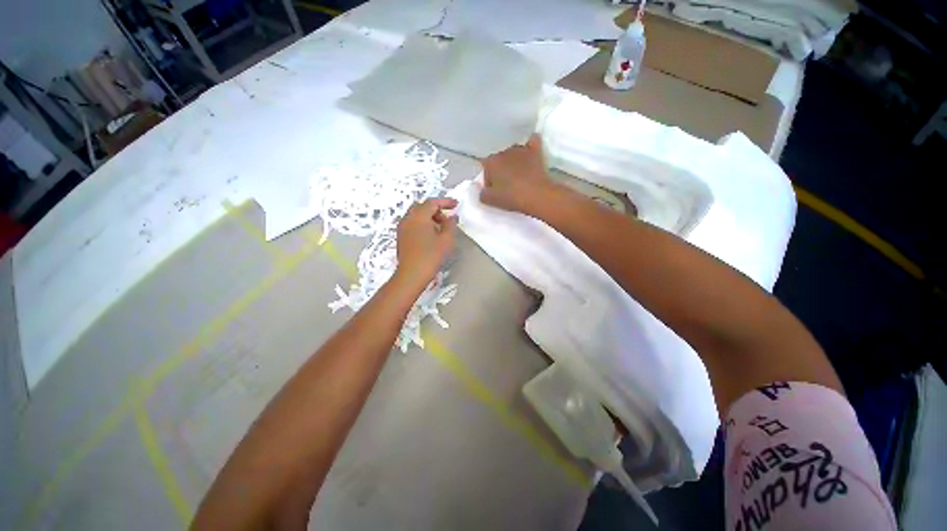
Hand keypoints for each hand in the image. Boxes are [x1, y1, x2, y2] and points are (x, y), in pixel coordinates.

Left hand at [394, 198, 457, 289]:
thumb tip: (452, 217)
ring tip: (440, 229)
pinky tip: (430, 235)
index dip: (445, 202)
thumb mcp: (446, 240)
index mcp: (419, 216)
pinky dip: (422, 224)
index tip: (456, 204)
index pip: (432, 202)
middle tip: (447, 219)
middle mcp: (408, 218)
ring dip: (429, 217)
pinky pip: (412, 223)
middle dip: (436, 209)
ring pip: (416, 215)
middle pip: (422, 206)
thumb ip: (450, 225)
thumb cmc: (431, 256)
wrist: (412, 274)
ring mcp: (402, 227)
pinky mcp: (401, 236)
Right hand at [481, 134, 558, 214]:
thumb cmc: (511, 198)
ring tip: (517, 173)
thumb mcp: (489, 200)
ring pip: (513, 150)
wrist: (537, 196)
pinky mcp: (536, 151)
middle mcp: (504, 150)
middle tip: (505, 183)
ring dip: (513, 159)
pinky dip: (530, 144)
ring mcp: (520, 148)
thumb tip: (483, 188)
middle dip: (500, 168)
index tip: (494, 189)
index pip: (485, 167)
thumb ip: (482, 193)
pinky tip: (530, 150)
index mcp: (490, 161)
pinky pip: (532, 141)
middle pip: (499, 158)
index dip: (489, 179)